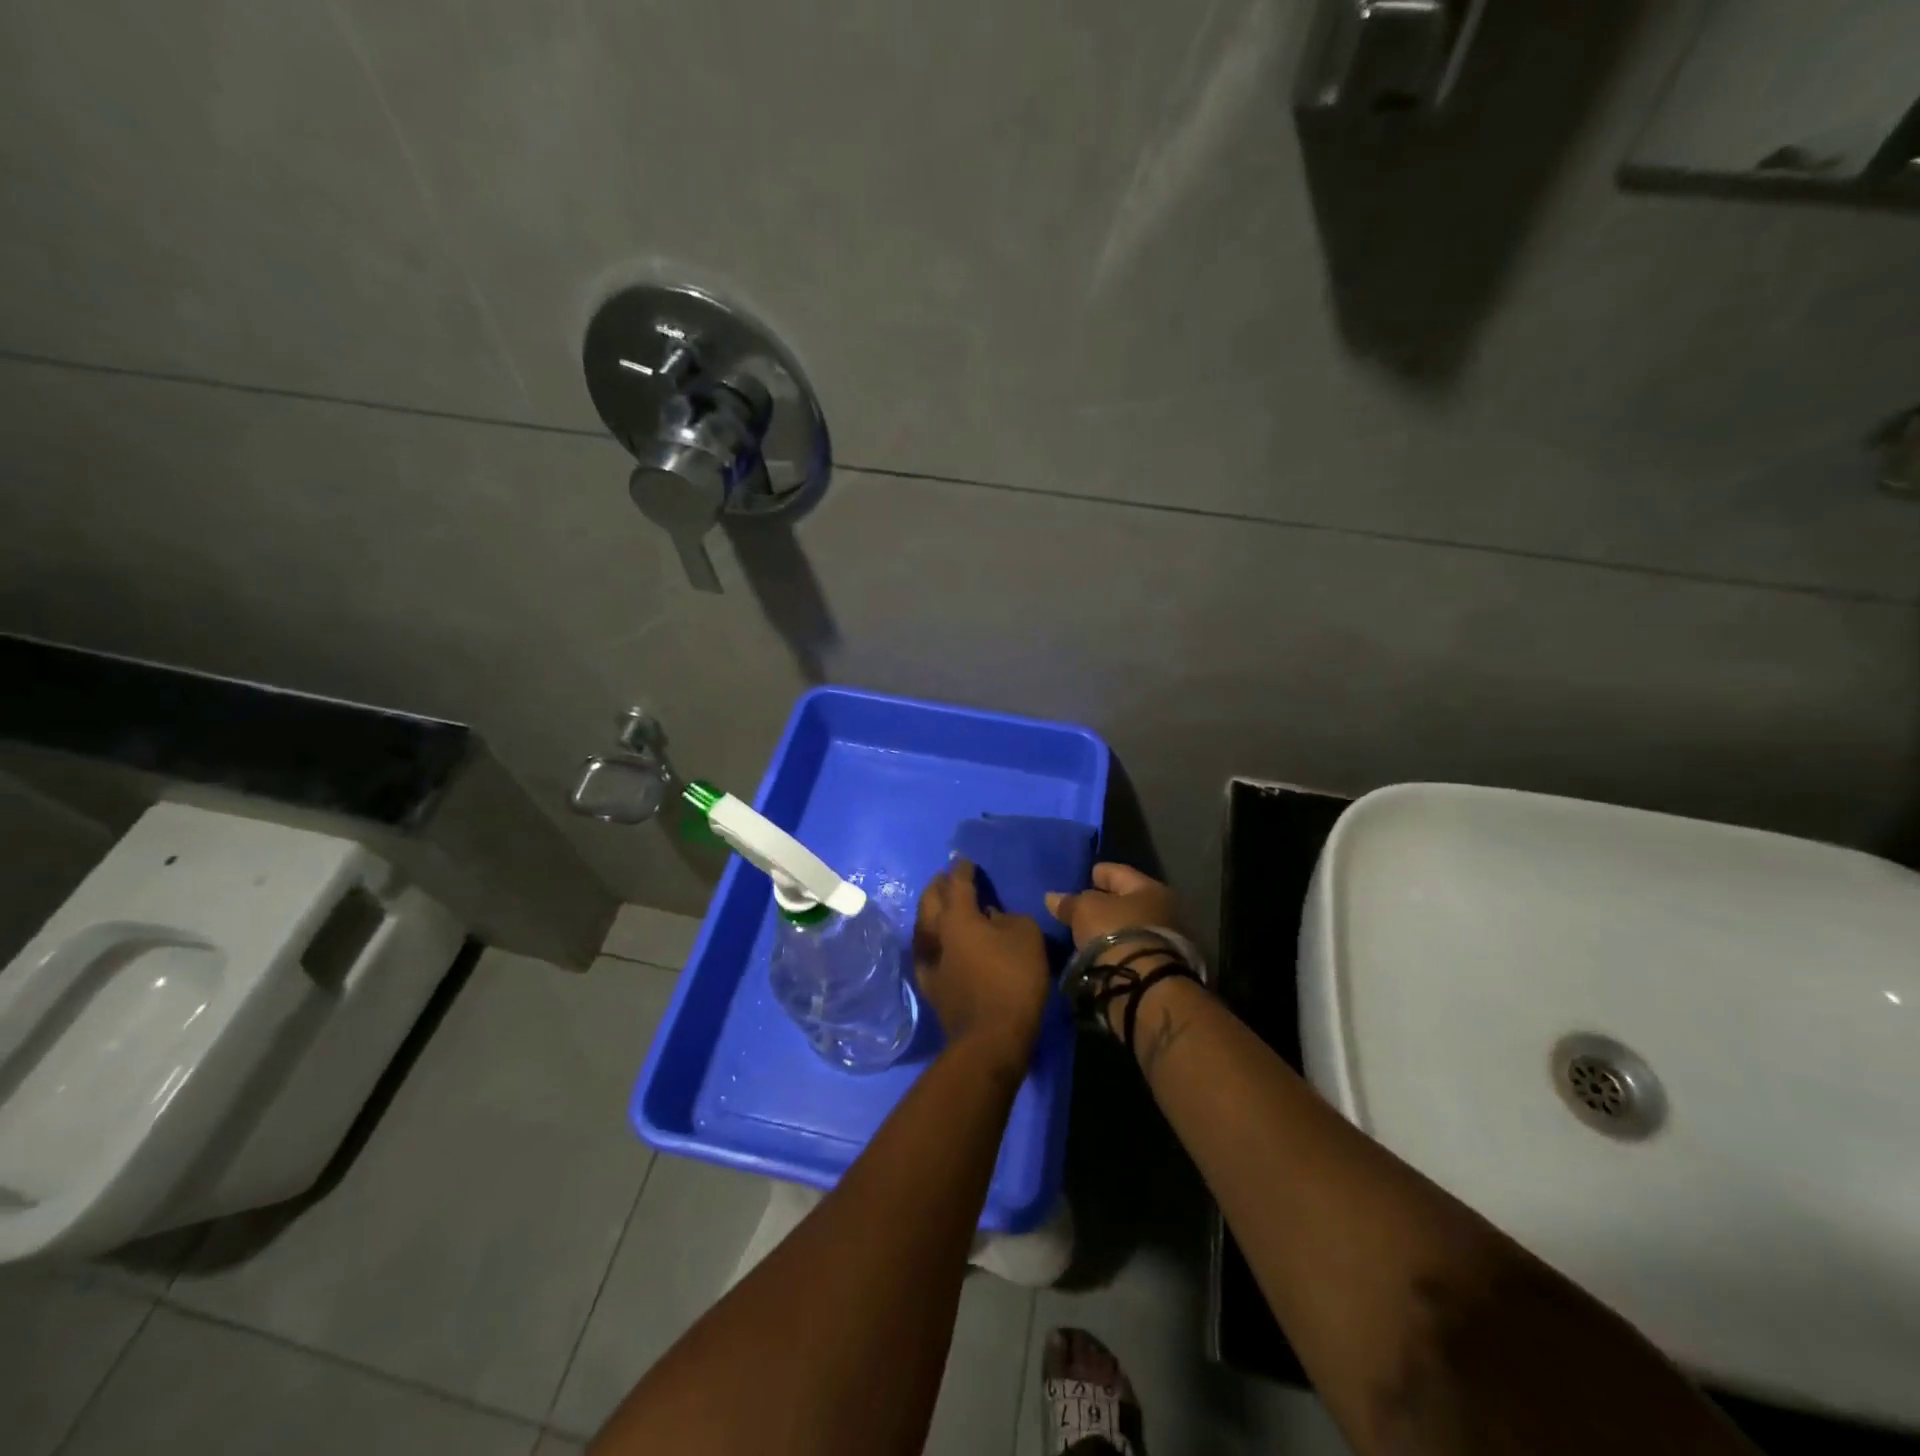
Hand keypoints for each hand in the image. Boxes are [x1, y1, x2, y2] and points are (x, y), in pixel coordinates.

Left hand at [913, 859, 1049, 1074]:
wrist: (990, 1038)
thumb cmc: (1013, 980)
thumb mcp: (1026, 937)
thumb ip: (1008, 918)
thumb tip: (991, 917)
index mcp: (958, 916)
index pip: (958, 884)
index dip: (962, 870)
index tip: (965, 861)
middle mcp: (936, 933)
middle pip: (930, 900)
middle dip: (938, 885)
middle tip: (945, 877)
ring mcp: (928, 960)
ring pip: (923, 925)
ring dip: (930, 910)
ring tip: (940, 905)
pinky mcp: (929, 984)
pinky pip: (926, 949)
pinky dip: (932, 938)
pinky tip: (939, 941)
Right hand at [1045, 863, 1181, 960]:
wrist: (1144, 987)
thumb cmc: (1116, 933)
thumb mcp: (1085, 910)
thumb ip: (1069, 902)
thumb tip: (1052, 898)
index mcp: (1150, 888)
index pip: (1118, 872)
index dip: (1098, 873)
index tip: (1081, 876)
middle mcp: (1165, 911)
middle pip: (1127, 901)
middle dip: (1105, 904)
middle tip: (1080, 908)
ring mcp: (1165, 942)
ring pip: (1130, 928)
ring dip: (1111, 930)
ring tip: (1085, 934)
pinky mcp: (1159, 969)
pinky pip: (1130, 950)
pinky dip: (1115, 950)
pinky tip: (1098, 954)